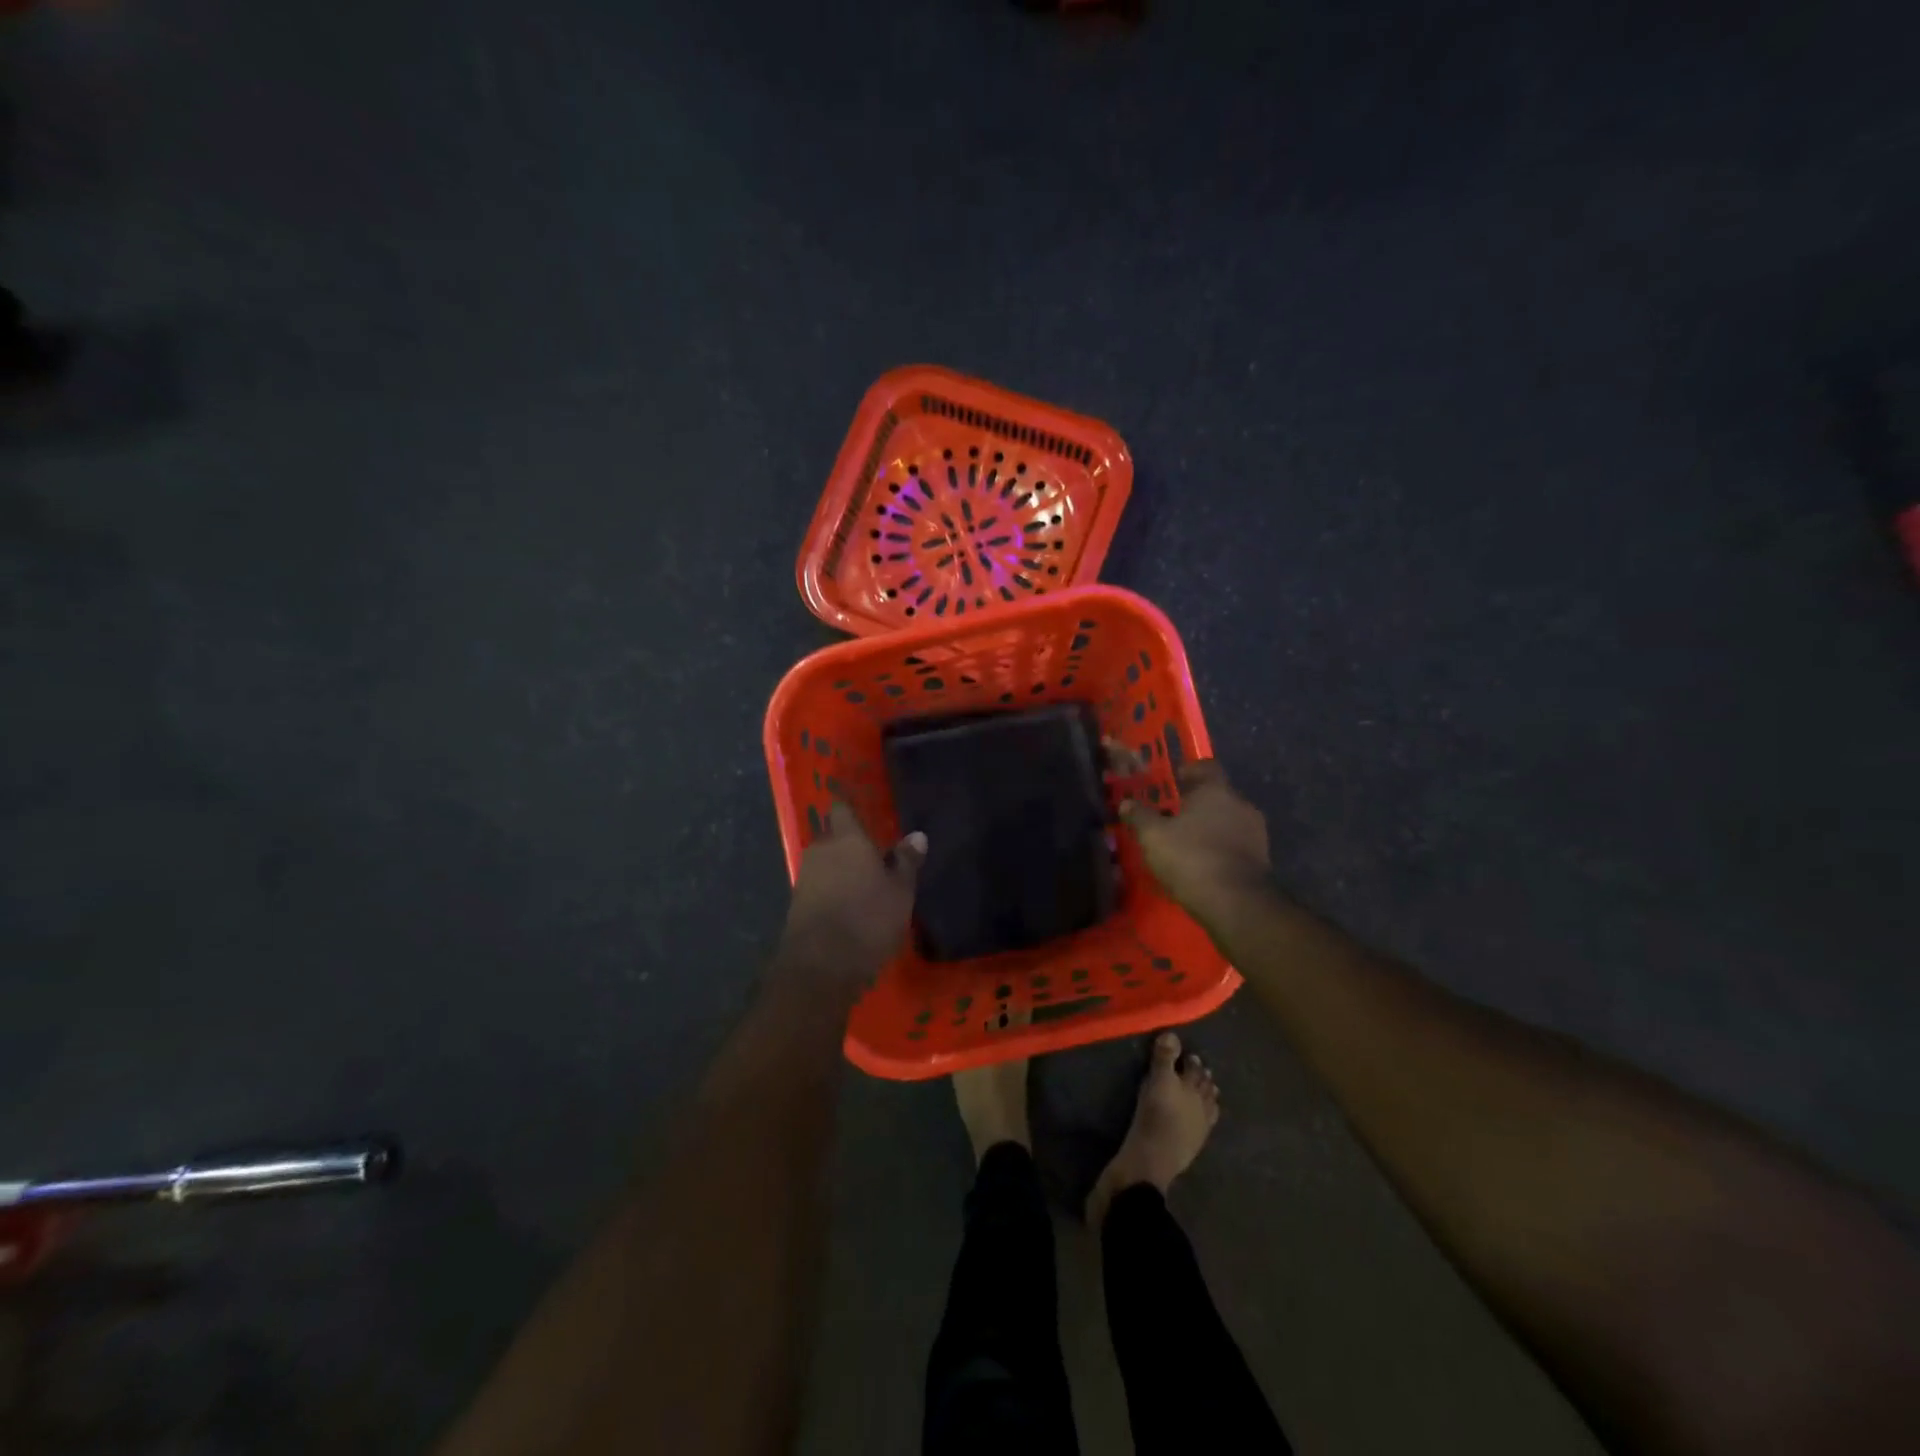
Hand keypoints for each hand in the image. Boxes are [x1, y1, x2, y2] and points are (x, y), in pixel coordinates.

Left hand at [778, 802, 926, 997]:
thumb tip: (917, 836)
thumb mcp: (900, 892)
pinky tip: (849, 908)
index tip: (864, 813)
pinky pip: (819, 887)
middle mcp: (821, 851)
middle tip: (875, 858)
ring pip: (826, 864)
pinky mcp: (796, 905)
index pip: (842, 809)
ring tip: (865, 887)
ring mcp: (805, 878)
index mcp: (846, 839)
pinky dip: (832, 892)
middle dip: (850, 846)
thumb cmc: (868, 920)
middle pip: (834, 838)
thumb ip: (906, 861)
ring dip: (842, 871)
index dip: (851, 809)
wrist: (820, 967)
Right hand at [1118, 760, 1270, 921]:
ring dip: (1209, 827)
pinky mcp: (1261, 859)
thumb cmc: (1191, 857)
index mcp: (1216, 790)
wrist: (1236, 902)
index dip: (1190, 770)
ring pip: (1228, 821)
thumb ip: (1139, 816)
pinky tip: (1202, 863)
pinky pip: (1235, 844)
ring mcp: (1255, 832)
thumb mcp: (1154, 836)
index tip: (1176, 779)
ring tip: (1186, 842)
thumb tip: (1126, 803)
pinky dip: (1220, 848)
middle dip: (1197, 803)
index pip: (1206, 767)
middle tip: (1173, 815)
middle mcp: (1241, 804)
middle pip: (1217, 795)